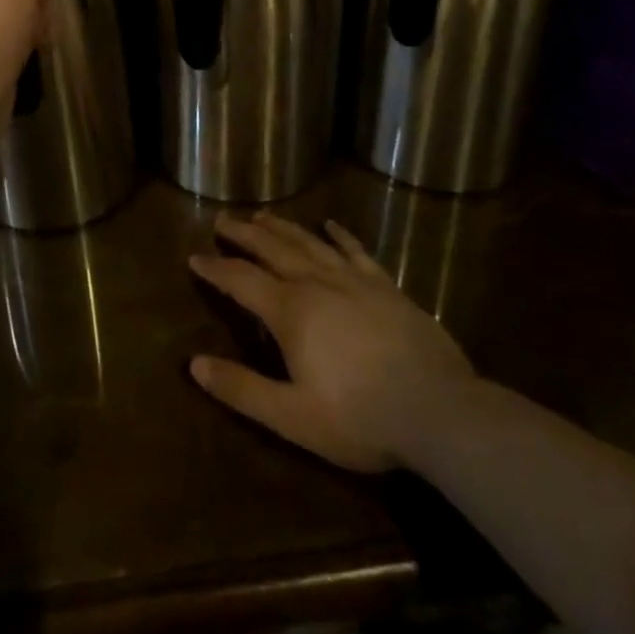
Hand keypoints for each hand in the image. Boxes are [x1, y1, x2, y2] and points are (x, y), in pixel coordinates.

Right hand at [189, 213, 476, 472]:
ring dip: (282, 227)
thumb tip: (195, 364)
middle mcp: (316, 283)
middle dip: (243, 234)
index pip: (241, 280)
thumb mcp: (292, 416)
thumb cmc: (360, 418)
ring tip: (262, 215)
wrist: (440, 412)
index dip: (216, 269)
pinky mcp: (386, 287)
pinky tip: (331, 225)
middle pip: (272, 249)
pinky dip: (340, 236)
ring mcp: (354, 281)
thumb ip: (242, 388)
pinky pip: (356, 252)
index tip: (195, 257)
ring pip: (309, 243)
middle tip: (222, 220)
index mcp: (290, 311)